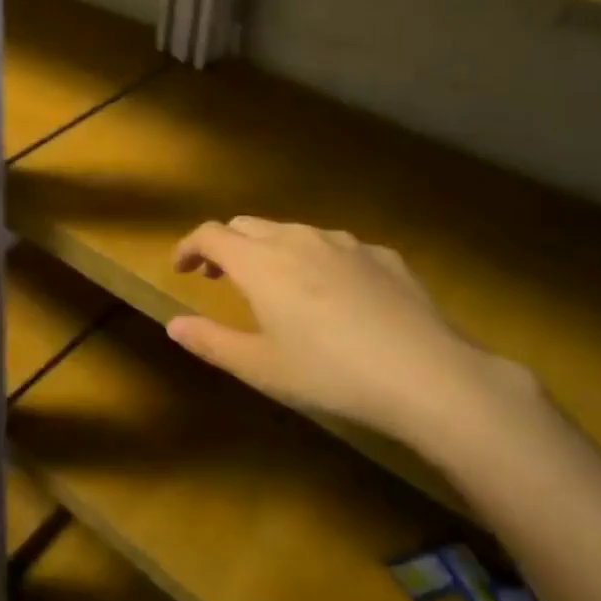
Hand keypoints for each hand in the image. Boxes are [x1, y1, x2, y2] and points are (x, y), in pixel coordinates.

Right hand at [166, 217, 535, 458]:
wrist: (427, 375)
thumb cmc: (330, 373)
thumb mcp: (261, 368)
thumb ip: (211, 341)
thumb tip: (173, 324)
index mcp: (260, 262)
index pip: (210, 234)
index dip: (189, 247)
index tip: (181, 268)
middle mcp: (297, 238)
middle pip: (247, 225)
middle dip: (226, 246)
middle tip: (220, 278)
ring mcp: (344, 242)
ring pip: (292, 231)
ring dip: (270, 250)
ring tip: (276, 285)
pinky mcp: (381, 255)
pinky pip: (335, 247)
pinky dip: (317, 260)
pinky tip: (334, 295)